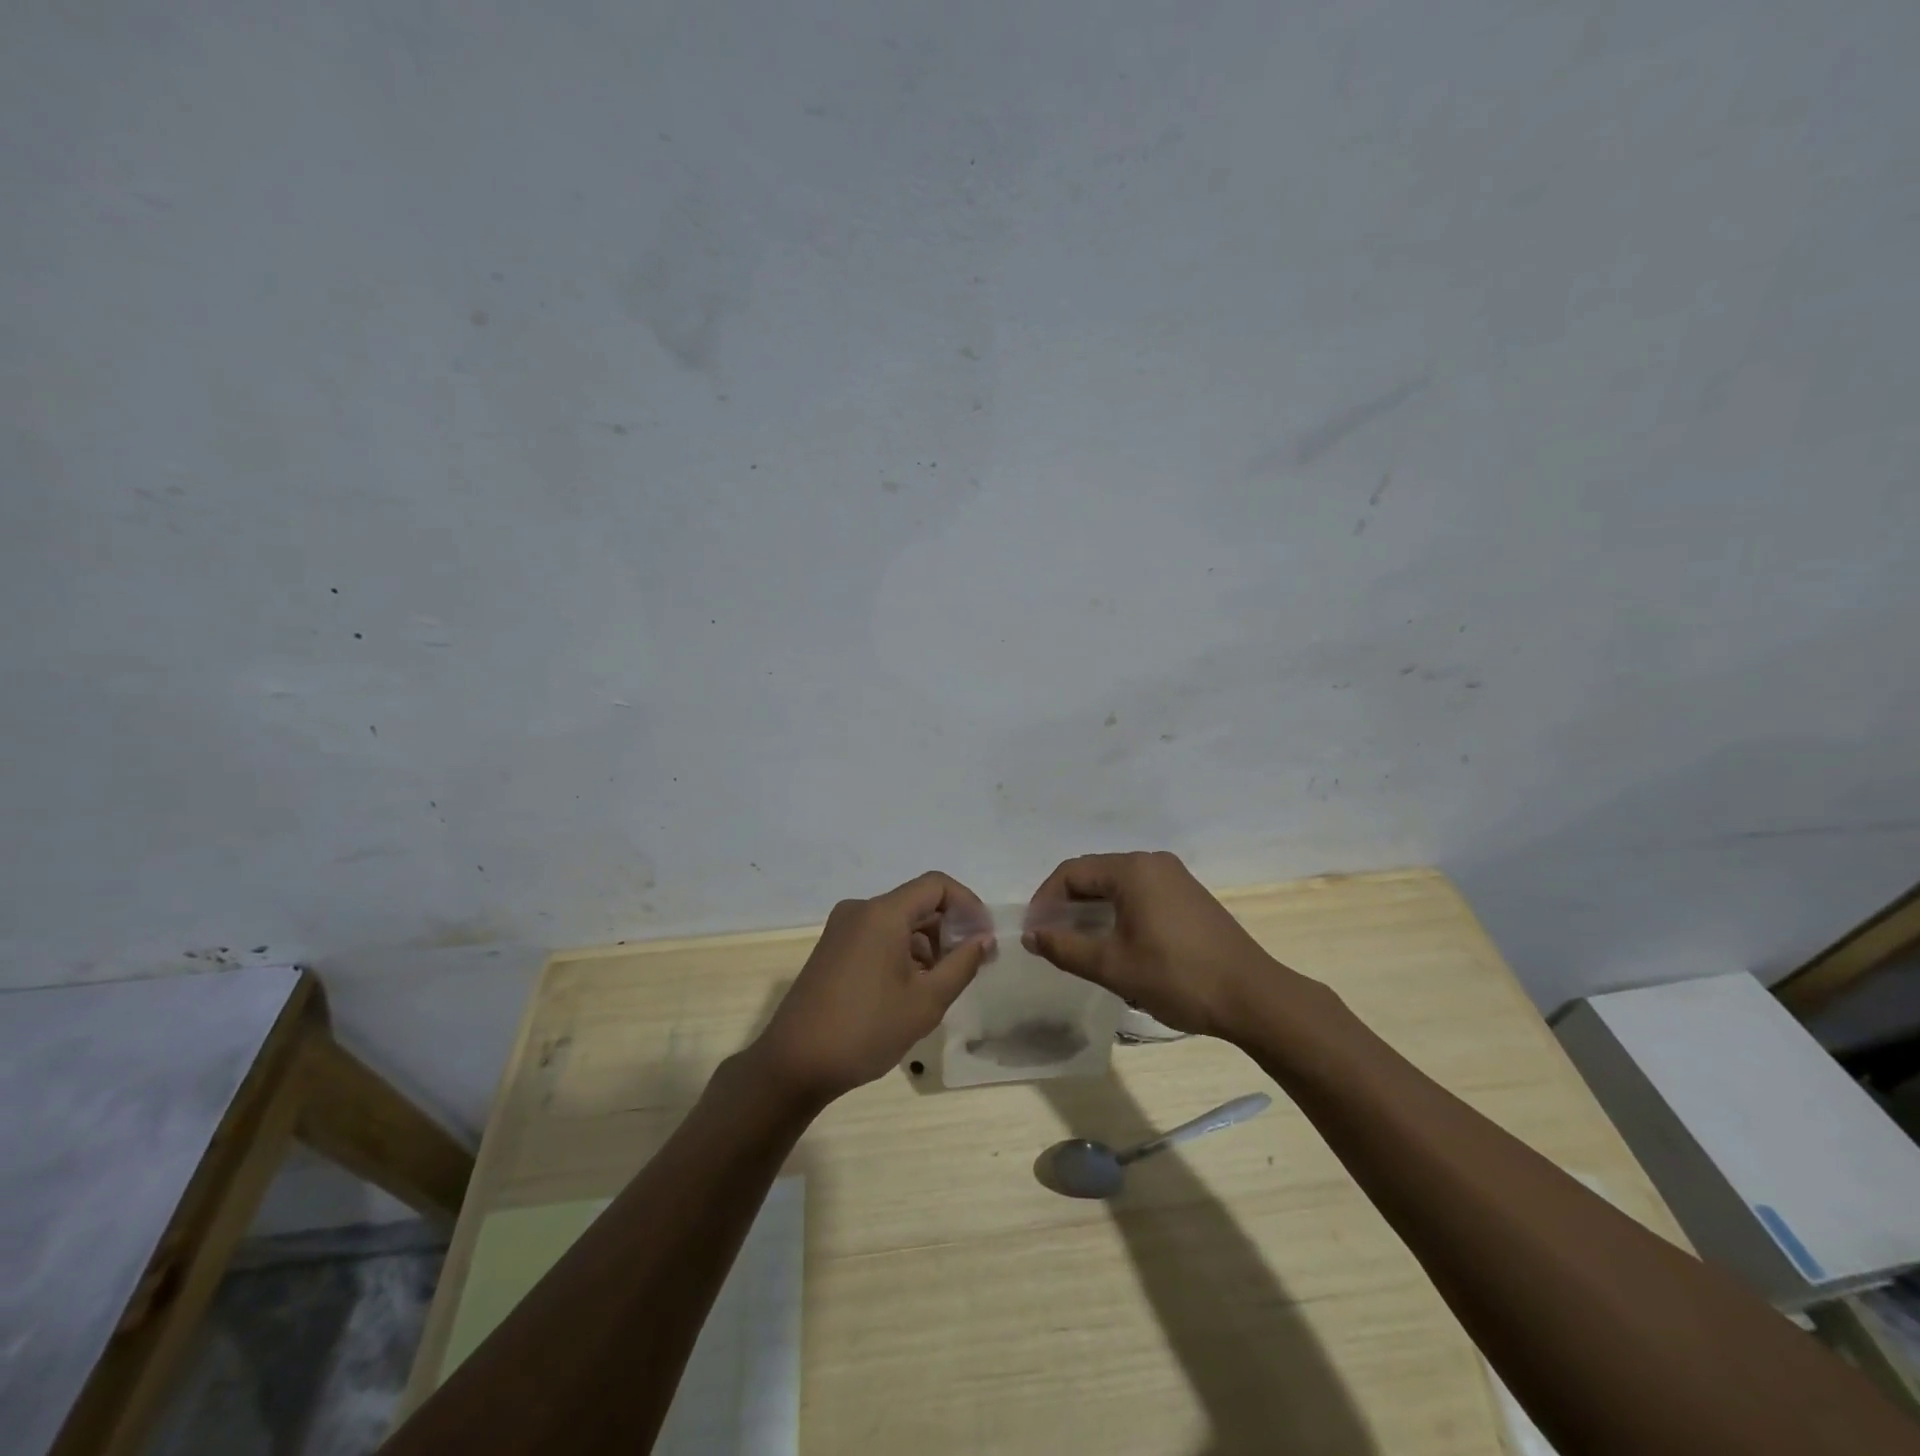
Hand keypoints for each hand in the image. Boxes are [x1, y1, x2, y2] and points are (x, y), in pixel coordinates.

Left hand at [749, 872, 992, 1105]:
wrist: (794, 1064)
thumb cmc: (866, 1030)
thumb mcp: (926, 1001)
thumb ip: (962, 964)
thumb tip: (983, 938)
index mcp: (883, 913)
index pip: (937, 885)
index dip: (968, 905)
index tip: (984, 939)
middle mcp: (860, 910)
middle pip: (917, 902)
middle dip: (949, 928)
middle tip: (970, 965)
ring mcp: (842, 929)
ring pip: (898, 921)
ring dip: (926, 943)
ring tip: (940, 984)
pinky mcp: (832, 949)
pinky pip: (878, 935)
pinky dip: (902, 951)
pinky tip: (910, 989)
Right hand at [1023, 851, 1284, 1038]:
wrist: (1253, 997)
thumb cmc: (1177, 977)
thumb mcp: (1112, 967)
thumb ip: (1065, 947)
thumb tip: (1031, 935)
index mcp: (1132, 870)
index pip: (1071, 872)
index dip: (1045, 900)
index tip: (1034, 933)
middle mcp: (1152, 862)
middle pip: (1093, 874)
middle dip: (1066, 904)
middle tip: (1052, 939)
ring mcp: (1175, 877)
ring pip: (1117, 885)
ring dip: (1092, 909)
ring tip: (1079, 943)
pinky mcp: (1189, 896)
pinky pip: (1140, 893)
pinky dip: (1118, 911)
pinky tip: (1117, 942)